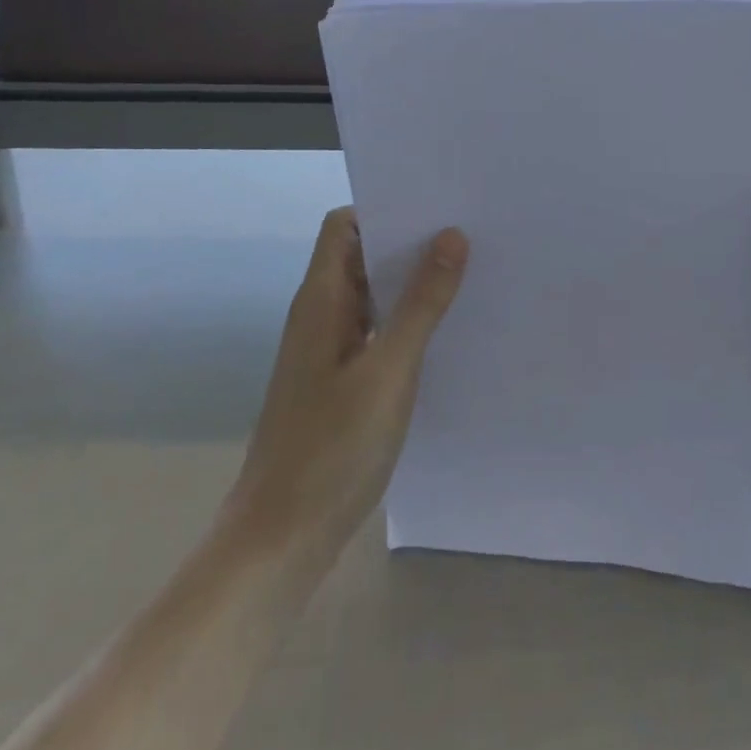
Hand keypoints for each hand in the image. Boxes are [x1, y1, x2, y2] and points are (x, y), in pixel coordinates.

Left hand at [226, 208, 468, 563]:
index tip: (436, 210)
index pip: (345, 225)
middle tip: (469, 238)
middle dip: (410, 244)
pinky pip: (376, 332)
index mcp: (321, 299)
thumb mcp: (389, 370)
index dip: (385, 210)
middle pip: (362, 256)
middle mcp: (320, 315)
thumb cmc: (332, 448)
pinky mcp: (339, 382)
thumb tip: (452, 236)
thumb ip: (421, 303)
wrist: (281, 539)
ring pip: (372, 297)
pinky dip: (406, 323)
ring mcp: (328, 350)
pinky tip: (446, 334)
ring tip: (469, 277)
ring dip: (411, 285)